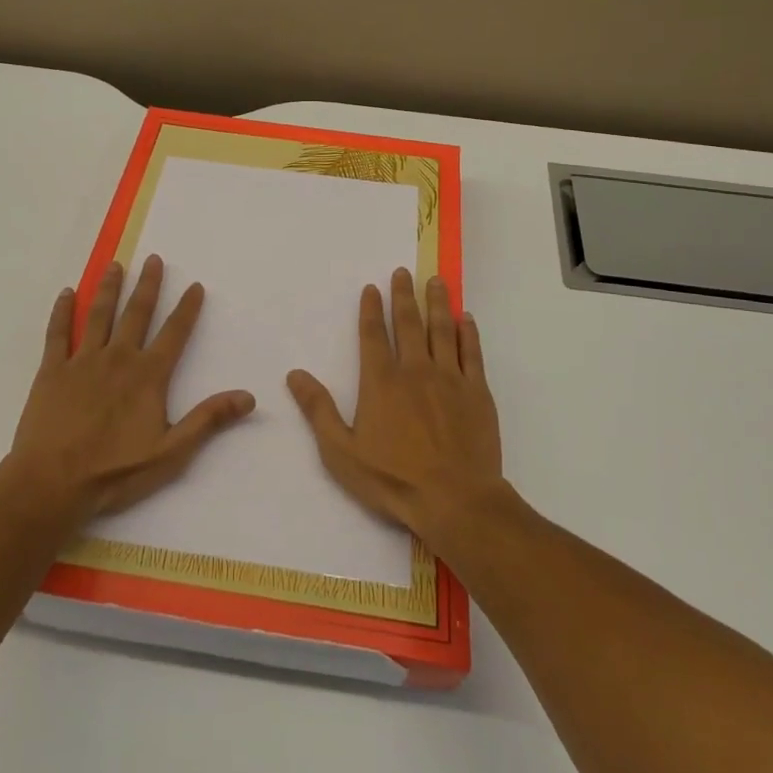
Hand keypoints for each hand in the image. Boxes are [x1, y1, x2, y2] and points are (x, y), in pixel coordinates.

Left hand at [5, 255, 255, 523]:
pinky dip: (61, 312)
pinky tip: (65, 293)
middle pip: (136, 313)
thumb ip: (208, 420)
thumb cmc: (113, 471)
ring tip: (115, 265)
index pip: (174, 333)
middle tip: (153, 259)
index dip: (187, 308)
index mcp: (148, 375)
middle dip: (148, 285)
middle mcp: (118, 358)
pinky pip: (57, 334)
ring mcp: (82, 361)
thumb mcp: (170, 453)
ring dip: (108, 288)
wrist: (50, 484)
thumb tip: (248, 397)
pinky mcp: (52, 370)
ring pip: (98, 315)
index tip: (195, 285)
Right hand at [287, 268, 503, 546]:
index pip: (374, 334)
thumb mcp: (341, 452)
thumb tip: (295, 374)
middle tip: (403, 272)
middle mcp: (415, 370)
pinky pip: (472, 353)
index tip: (372, 287)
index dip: (372, 309)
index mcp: (382, 381)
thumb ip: (319, 410)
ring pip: (443, 330)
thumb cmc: (393, 479)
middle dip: (404, 295)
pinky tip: (466, 318)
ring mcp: (450, 378)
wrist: (456, 500)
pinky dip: (469, 333)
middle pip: (409, 323)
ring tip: (436, 281)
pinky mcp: (477, 392)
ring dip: (438, 303)